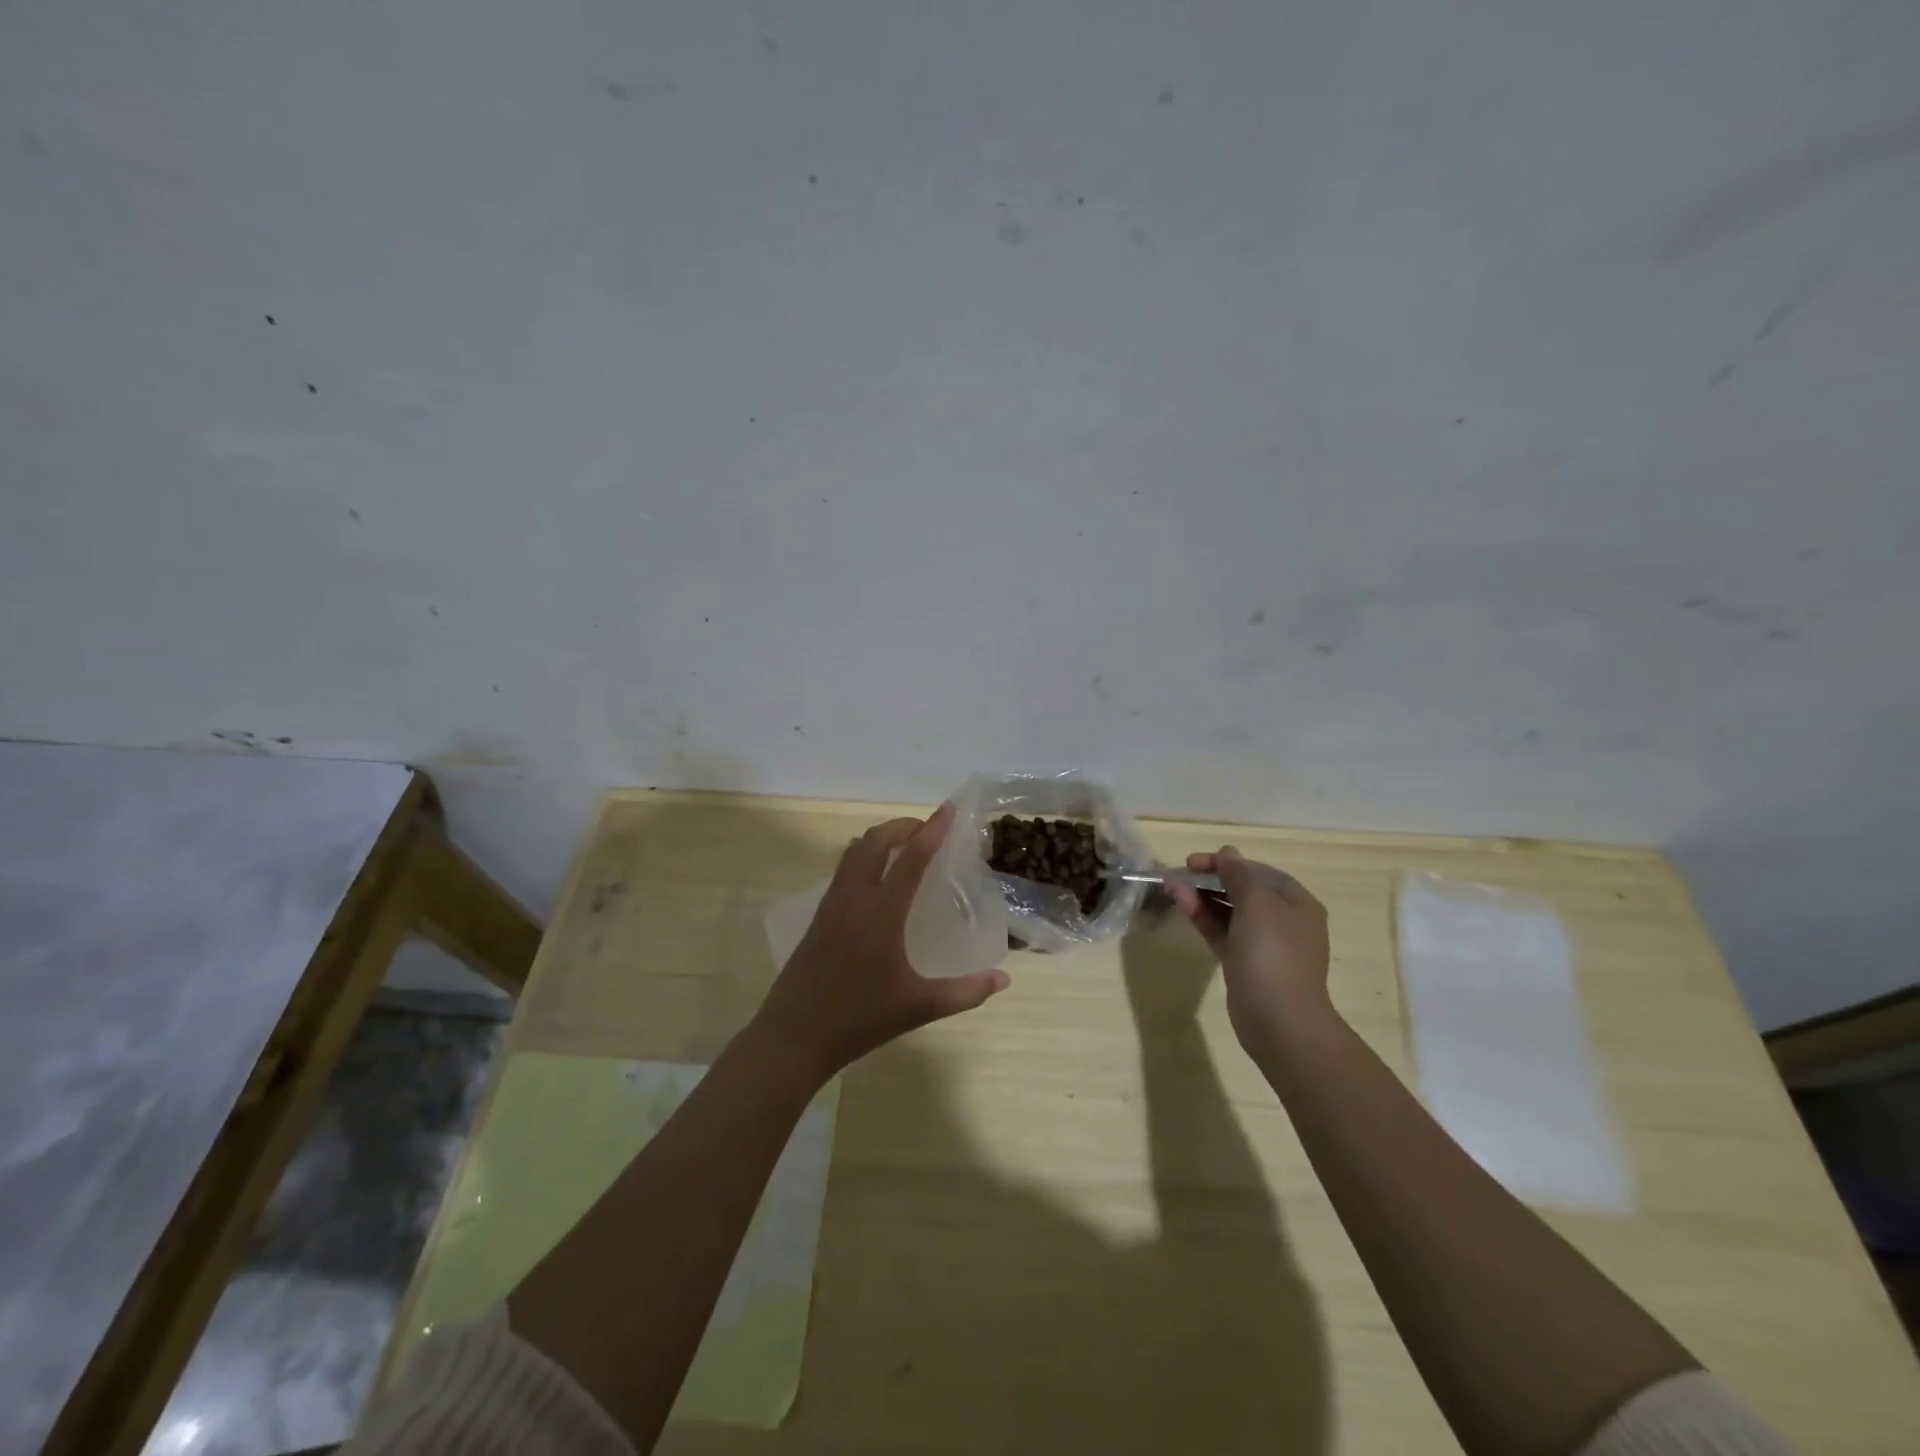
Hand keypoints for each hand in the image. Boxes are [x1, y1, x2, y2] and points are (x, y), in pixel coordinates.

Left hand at [753, 804, 1009, 1081]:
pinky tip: (876, 878)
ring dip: (880, 838)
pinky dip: (863, 856)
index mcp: (881, 913)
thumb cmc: (860, 1019)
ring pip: (854, 851)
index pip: (911, 858)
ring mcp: (831, 904)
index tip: (948, 809)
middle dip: (902, 826)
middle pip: (875, 841)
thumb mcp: (919, 1008)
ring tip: (904, 846)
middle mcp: (854, 898)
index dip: (932, 830)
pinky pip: (842, 869)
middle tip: (928, 830)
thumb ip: (965, 992)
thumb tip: (1003, 980)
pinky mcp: (818, 916)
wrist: (794, 1036)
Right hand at [1168, 847, 1332, 1060]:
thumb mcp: (1256, 904)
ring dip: (1201, 896)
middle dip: (1209, 879)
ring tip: (1170, 885)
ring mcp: (1263, 944)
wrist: (1280, 1021)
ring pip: (1228, 911)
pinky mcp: (1244, 963)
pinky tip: (1181, 904)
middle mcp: (1282, 920)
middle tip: (1178, 873)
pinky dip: (1202, 917)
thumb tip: (1228, 852)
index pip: (1257, 871)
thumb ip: (1238, 874)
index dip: (1225, 862)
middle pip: (1242, 890)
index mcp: (1296, 903)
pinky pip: (1222, 932)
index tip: (1192, 861)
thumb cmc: (1273, 954)